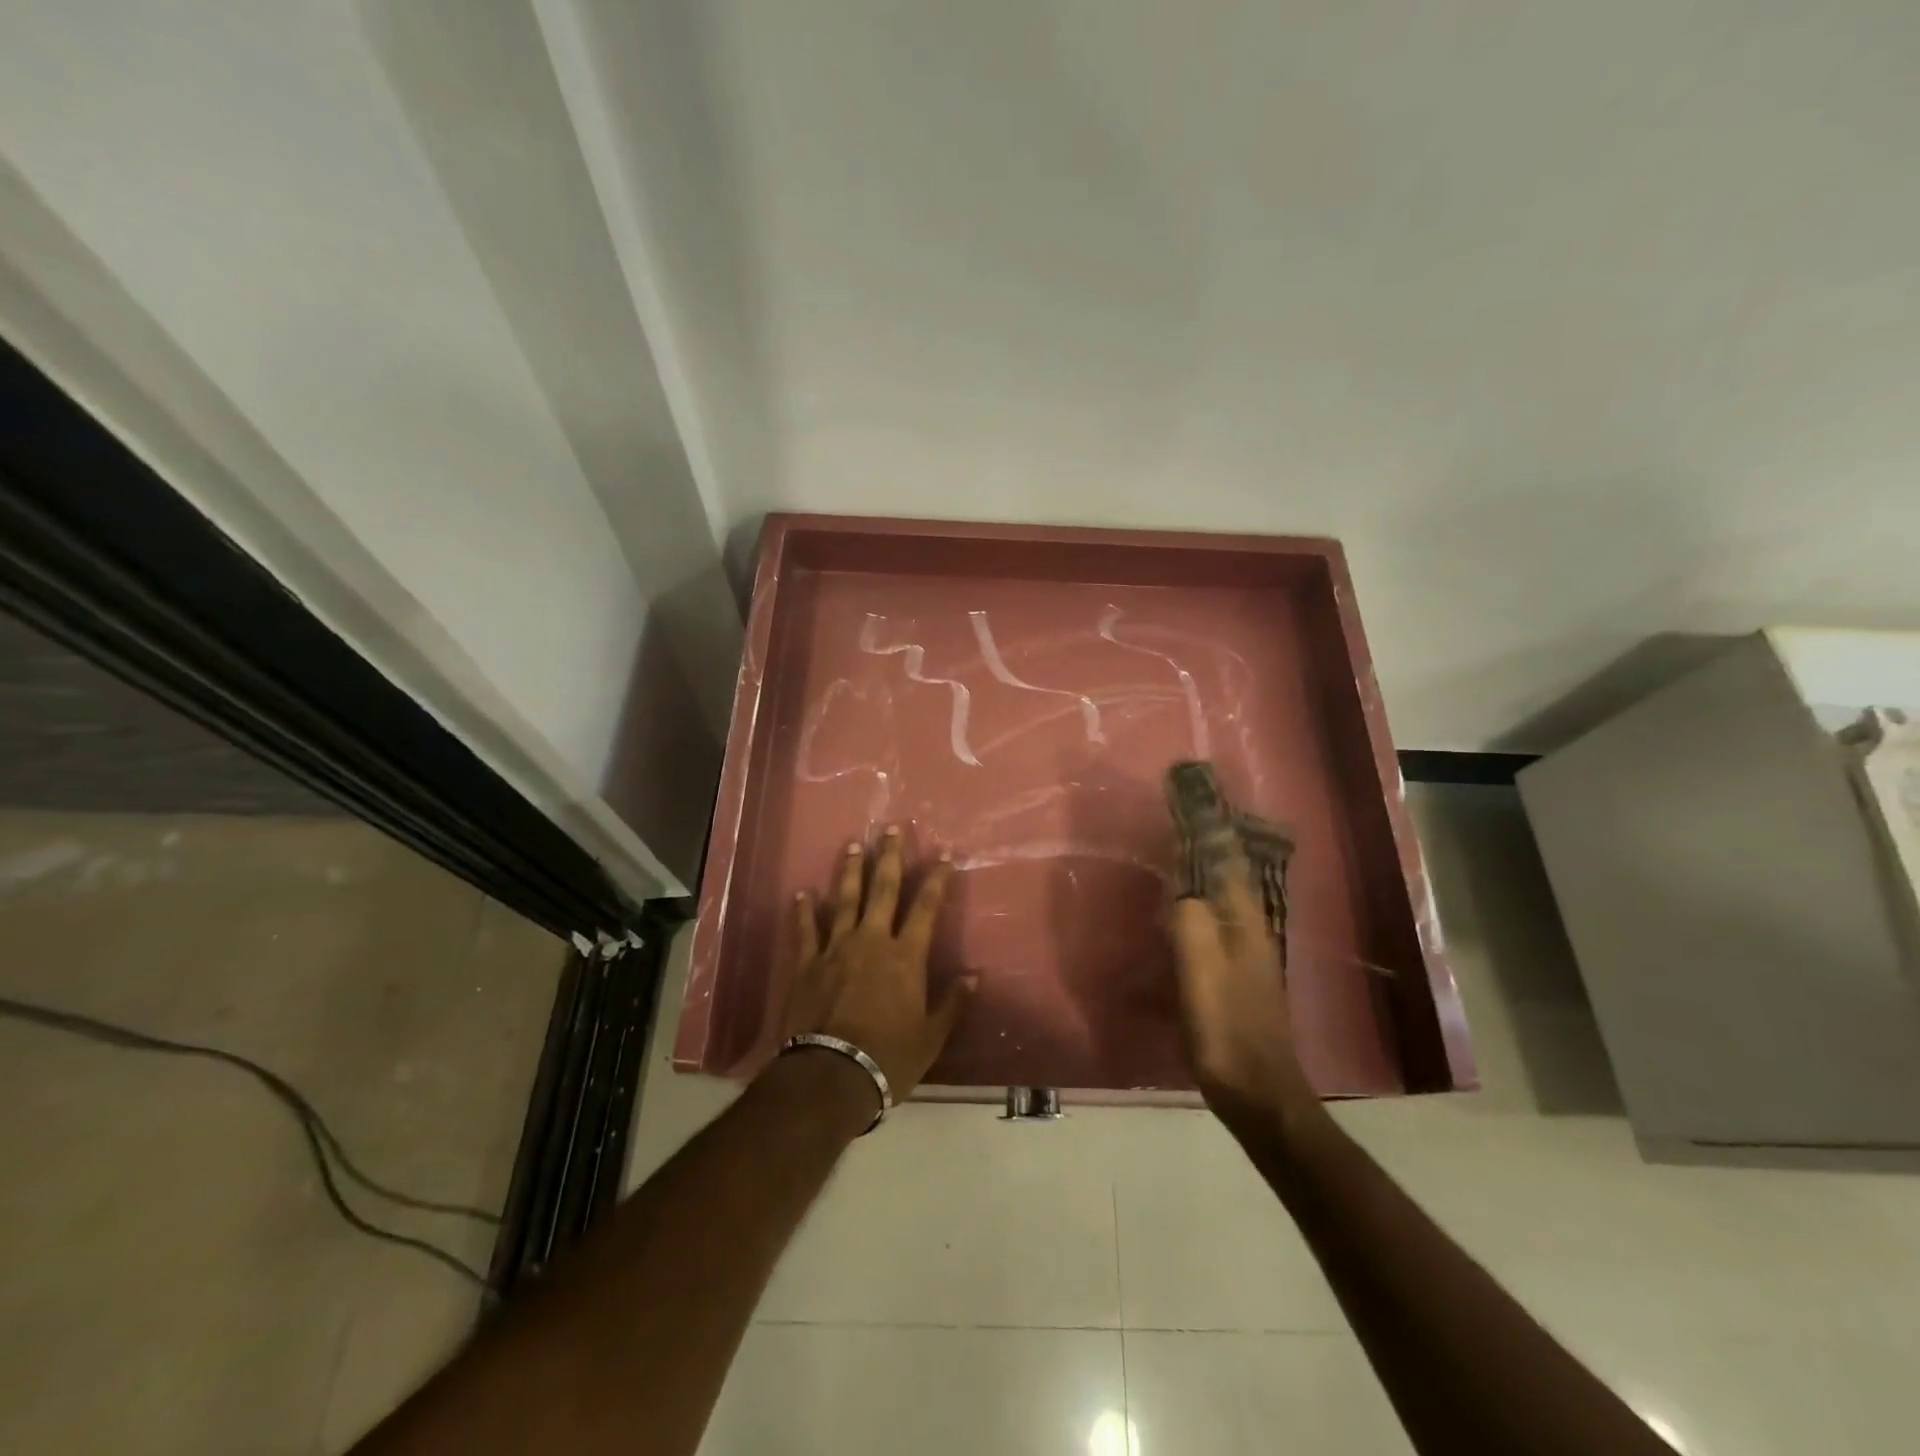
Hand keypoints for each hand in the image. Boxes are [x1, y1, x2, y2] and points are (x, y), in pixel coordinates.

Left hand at [784, 827, 973, 1100]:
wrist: (831, 1075)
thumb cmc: (888, 1057)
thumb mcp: (931, 1037)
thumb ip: (951, 1002)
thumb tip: (973, 976)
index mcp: (905, 956)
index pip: (926, 907)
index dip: (936, 879)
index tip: (943, 855)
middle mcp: (871, 941)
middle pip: (883, 889)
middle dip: (889, 857)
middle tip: (891, 828)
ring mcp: (835, 949)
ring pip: (844, 900)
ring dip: (850, 871)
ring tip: (853, 845)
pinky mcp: (807, 964)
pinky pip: (806, 930)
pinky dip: (803, 910)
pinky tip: (802, 892)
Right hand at [1169, 837, 1314, 1120]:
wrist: (1257, 1092)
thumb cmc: (1227, 1028)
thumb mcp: (1202, 970)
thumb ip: (1190, 920)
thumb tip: (1180, 885)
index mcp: (1244, 921)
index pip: (1227, 858)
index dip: (1210, 826)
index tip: (1189, 796)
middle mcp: (1249, 929)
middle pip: (1226, 873)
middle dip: (1204, 842)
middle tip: (1174, 816)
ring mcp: (1244, 954)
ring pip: (1219, 897)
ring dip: (1199, 871)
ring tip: (1171, 850)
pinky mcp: (1233, 975)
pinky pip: (1211, 923)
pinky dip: (1194, 903)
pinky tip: (1175, 909)